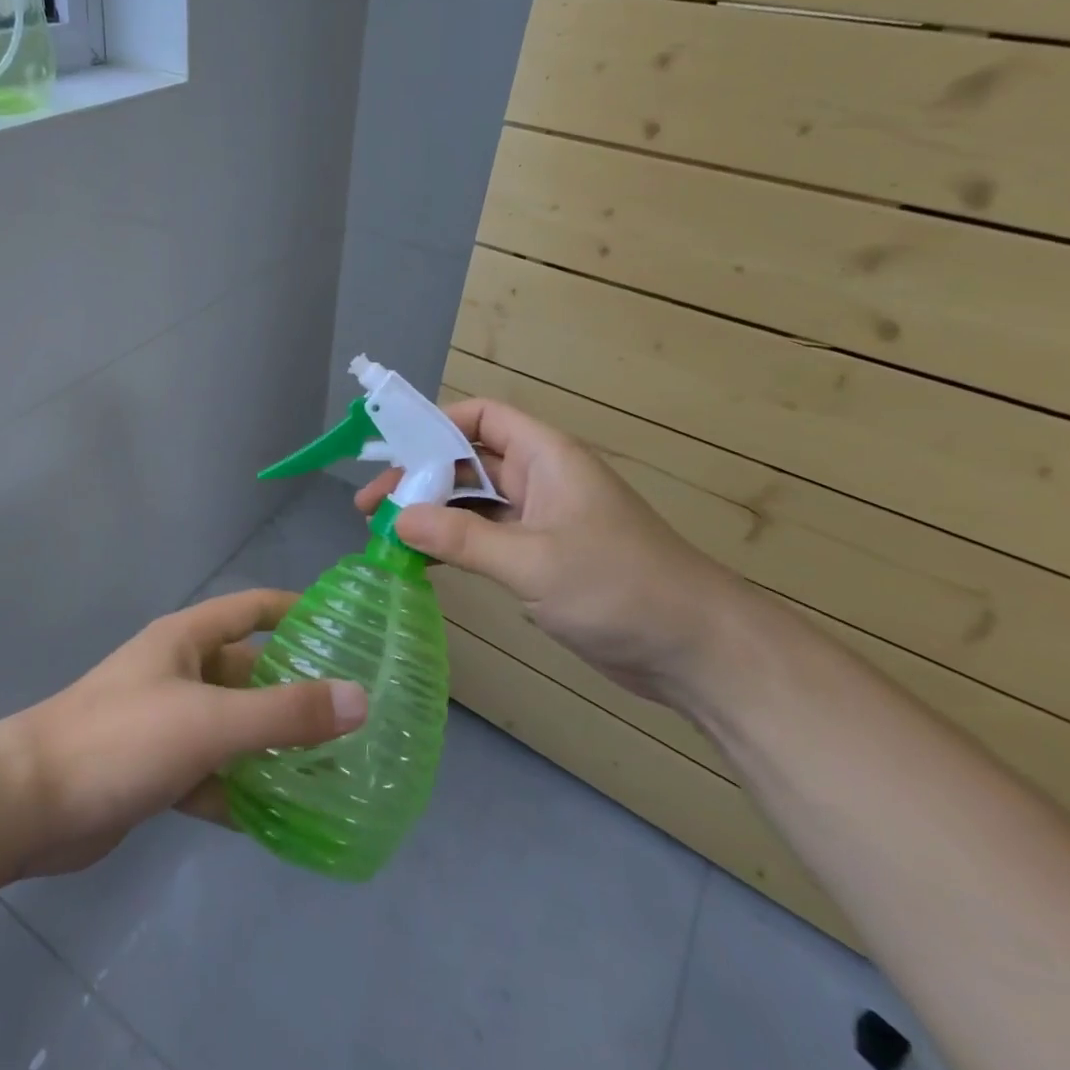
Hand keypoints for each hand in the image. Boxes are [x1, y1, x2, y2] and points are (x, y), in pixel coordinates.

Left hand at [1, 589, 367, 876]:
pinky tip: (281, 819)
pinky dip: (241, 790)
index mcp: (187, 640)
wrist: (28, 804)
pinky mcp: (156, 770)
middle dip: (295, 691)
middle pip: (249, 673)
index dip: (296, 610)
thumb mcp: (210, 722)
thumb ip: (285, 713)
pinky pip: (212, 773)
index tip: (345, 628)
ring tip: (332, 768)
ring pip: (233, 727)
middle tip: (353, 715)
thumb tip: (360, 699)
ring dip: (272, 746)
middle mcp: (179, 673)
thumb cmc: (121, 739)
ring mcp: (166, 723)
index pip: (251, 609)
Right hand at [356, 397, 745, 707]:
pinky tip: (422, 561)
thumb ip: (463, 538)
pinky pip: (486, 538)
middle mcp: (540, 479)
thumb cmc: (620, 588)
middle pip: (468, 462)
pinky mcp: (543, 558)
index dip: (436, 424)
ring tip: (386, 535)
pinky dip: (454, 544)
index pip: (482, 417)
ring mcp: (542, 520)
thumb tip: (398, 519)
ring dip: (432, 515)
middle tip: (371, 507)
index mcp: (546, 457)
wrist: (698, 651)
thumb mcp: (534, 560)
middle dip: (420, 479)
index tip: (391, 451)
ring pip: (473, 504)